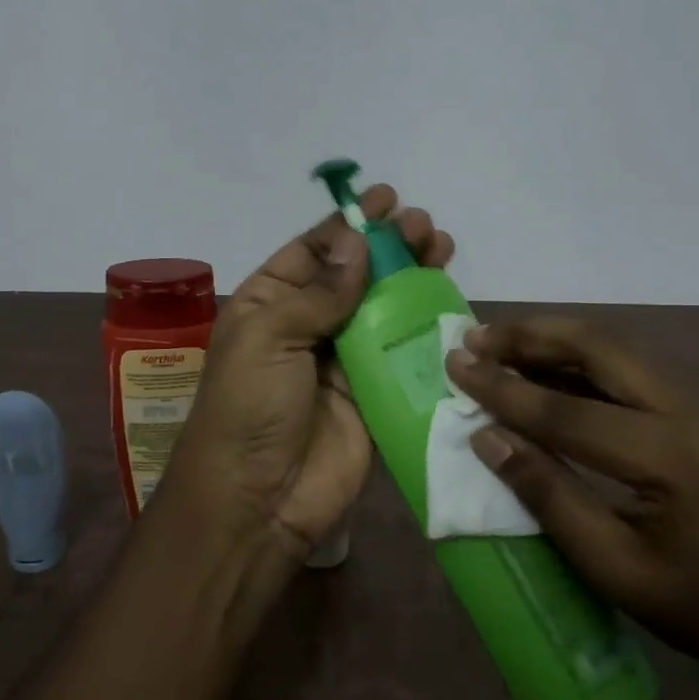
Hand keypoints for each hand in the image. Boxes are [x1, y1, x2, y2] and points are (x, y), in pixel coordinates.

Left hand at [166, 185, 453, 562]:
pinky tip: (450, 301)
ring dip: (412, 278)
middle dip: (388, 247)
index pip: (312, 251)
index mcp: (269, 303)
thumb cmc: (249, 407)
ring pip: (383, 308)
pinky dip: (426, 326)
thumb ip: (319, 291)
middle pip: (354, 274)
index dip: (348, 225)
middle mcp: (307, 325)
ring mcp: (344, 360)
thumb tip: (357, 242)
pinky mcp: (375, 394)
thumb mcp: (269, 336)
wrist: (258, 500)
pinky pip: (403, 352)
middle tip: (424, 226)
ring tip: (441, 248)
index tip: (386, 199)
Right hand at [444, 315, 698, 675]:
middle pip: (599, 348)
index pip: (566, 411)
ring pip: (614, 349)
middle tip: (474, 337)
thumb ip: (548, 496)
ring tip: (497, 342)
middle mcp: (685, 415)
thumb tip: (487, 439)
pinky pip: (626, 372)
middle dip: (529, 336)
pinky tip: (542, 371)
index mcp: (668, 458)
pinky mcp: (692, 417)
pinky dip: (576, 361)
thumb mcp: (614, 569)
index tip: (455, 365)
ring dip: (552, 339)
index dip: (503, 389)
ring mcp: (694, 410)